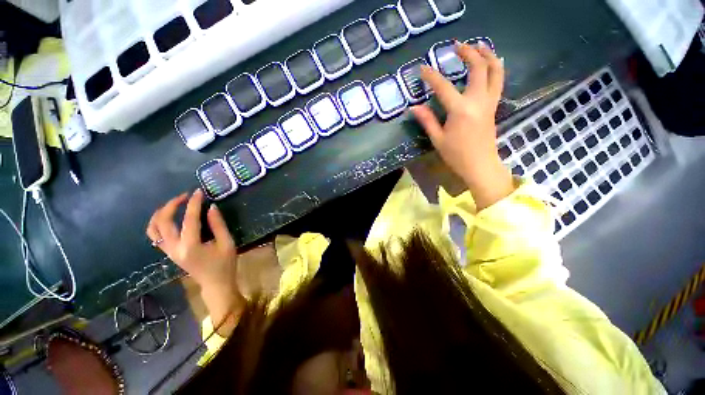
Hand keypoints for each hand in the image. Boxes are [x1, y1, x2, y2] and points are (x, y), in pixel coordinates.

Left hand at [146, 189, 236, 288]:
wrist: (215, 283)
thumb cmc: (225, 264)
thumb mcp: (227, 243)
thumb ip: (218, 225)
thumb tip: (211, 207)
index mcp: (191, 246)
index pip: (189, 219)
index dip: (193, 203)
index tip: (198, 192)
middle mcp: (174, 248)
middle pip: (162, 221)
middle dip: (172, 205)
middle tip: (185, 196)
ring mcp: (168, 251)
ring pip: (153, 229)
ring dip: (161, 213)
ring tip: (174, 204)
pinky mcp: (168, 253)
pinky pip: (155, 235)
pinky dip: (159, 223)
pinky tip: (171, 218)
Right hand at [412, 41, 513, 209]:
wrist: (480, 165)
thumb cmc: (456, 155)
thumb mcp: (437, 139)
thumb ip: (427, 120)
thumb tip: (413, 108)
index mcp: (460, 110)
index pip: (444, 87)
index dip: (431, 76)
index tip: (422, 68)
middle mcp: (478, 101)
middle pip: (478, 68)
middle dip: (468, 53)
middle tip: (457, 46)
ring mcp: (489, 102)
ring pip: (495, 71)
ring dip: (488, 55)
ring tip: (479, 46)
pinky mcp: (493, 106)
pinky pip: (498, 81)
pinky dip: (495, 68)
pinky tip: (489, 64)